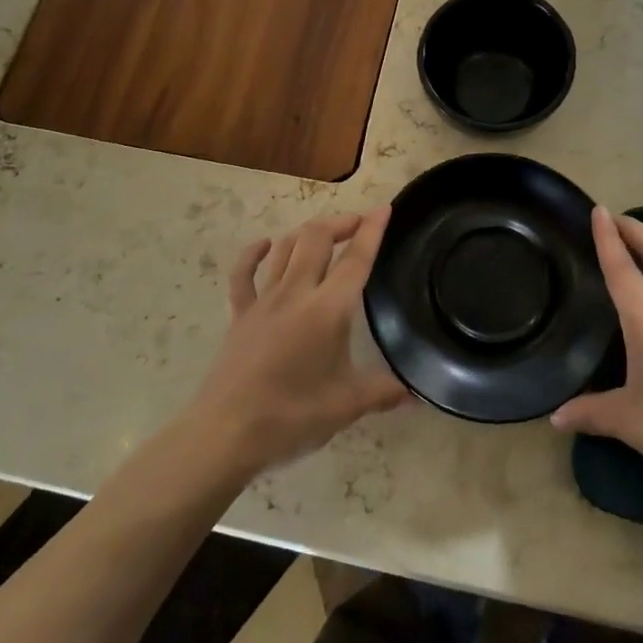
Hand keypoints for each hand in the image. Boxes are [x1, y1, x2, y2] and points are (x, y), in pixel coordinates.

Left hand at [187, 208, 408, 479]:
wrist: (225, 433)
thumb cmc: (291, 417)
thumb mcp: (346, 407)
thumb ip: (382, 393)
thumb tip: (416, 395)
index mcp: (327, 310)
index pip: (355, 260)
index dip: (372, 231)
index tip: (384, 208)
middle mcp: (296, 293)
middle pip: (317, 239)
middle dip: (340, 223)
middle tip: (359, 224)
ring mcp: (263, 301)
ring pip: (285, 248)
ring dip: (307, 233)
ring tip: (325, 233)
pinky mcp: (239, 315)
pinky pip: (243, 274)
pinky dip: (253, 253)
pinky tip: (265, 245)